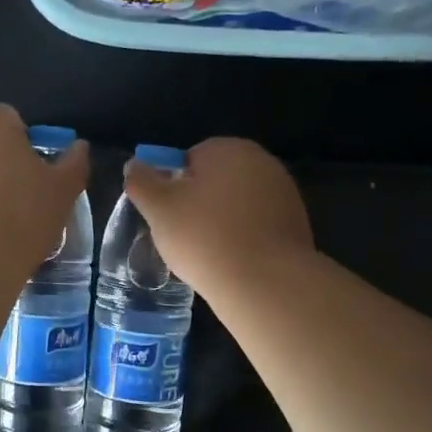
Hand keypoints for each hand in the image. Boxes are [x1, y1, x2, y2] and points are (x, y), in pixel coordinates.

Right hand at [124, 137, 313, 294]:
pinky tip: (235, 262)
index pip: (190, 159)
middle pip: (217, 179)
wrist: (267, 282)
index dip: (174, 186)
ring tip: (210, 254)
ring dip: (223, 221)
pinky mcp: (297, 222)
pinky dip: (246, 237)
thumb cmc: (205, 237)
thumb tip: (134, 164)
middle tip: (185, 236)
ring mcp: (284, 192)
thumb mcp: (158, 209)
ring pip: (239, 203)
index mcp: (228, 148)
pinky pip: (259, 224)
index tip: (169, 215)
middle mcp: (261, 161)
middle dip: (200, 202)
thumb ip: (141, 181)